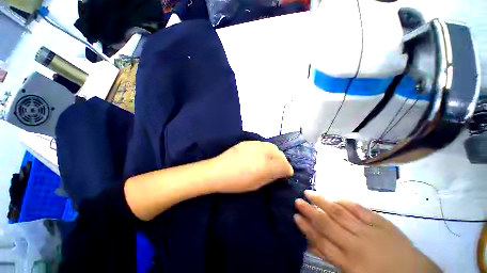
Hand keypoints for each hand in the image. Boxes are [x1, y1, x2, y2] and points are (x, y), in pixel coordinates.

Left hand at [211, 141, 293, 192]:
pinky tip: (260, 155)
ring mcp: (255, 145)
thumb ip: (270, 177)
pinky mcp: (248, 142)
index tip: (287, 174)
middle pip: (279, 153)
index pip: (284, 165)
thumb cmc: (236, 182)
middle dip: (282, 160)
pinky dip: (266, 149)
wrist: (217, 171)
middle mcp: (263, 152)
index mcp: (266, 166)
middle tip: (279, 167)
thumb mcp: (256, 185)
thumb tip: (279, 173)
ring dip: (275, 154)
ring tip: (271, 160)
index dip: (287, 170)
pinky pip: (262, 144)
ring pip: (271, 146)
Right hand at [294, 191, 441, 272]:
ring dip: (323, 202)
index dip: (307, 228)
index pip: (321, 241)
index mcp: (349, 262)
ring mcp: (369, 231)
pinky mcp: (381, 223)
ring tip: (309, 192)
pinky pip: (359, 209)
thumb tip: (310, 244)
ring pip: (340, 213)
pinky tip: (334, 195)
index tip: (295, 216)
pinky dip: (345, 202)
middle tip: (297, 200)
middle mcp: (356, 244)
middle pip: (327, 225)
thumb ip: (331, 258)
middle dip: (310, 211)